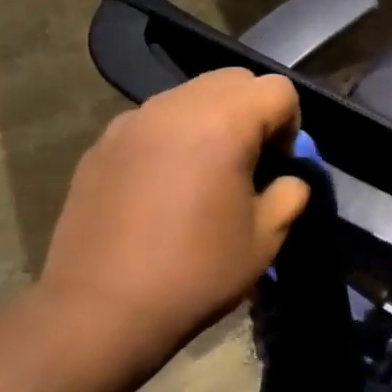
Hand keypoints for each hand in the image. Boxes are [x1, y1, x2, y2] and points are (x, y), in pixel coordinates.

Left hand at [34, 70, 311, 383]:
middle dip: (252, 113)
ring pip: (190, 96)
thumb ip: (291, 193)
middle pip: (233, 81)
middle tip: (247, 164)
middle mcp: (176, 107)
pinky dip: (172, 138)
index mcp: (223, 122)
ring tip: (204, 174)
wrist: (101, 311)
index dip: (290, 125)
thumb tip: (286, 178)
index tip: (278, 167)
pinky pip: (153, 121)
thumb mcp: (267, 238)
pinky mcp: (102, 144)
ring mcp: (132, 121)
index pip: (276, 90)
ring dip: (211, 121)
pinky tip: (163, 188)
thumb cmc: (196, 272)